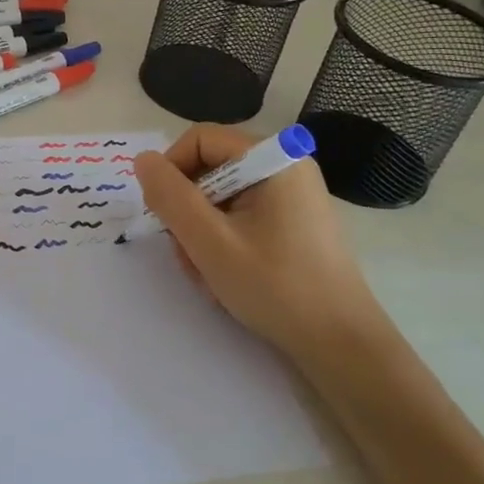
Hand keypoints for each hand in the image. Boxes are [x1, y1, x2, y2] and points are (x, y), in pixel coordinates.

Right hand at [133, 125, 391, 365]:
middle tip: (189, 255)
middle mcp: (286, 166)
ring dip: (202, 234)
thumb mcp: (209, 241)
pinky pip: (242, 217)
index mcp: (273, 158)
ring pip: (221, 198)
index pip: (199, 140)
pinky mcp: (294, 222)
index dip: (171, 172)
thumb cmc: (275, 286)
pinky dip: (225, 242)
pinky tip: (228, 276)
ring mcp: (293, 196)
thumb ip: (170, 196)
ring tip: (209, 274)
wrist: (341, 343)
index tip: (164, 216)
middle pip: (210, 170)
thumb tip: (143, 159)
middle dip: (188, 212)